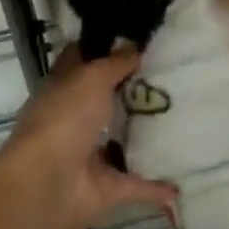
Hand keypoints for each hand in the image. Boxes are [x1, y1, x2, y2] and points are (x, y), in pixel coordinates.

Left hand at [0, 46, 178, 228]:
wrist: (47, 183)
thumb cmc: (64, 118)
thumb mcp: (91, 78)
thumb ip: (114, 64)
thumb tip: (133, 46)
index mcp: (62, 89)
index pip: (79, 62)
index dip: (100, 49)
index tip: (132, 40)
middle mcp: (72, 119)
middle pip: (102, 101)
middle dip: (129, 92)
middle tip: (168, 79)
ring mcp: (87, 155)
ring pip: (118, 142)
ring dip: (142, 137)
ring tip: (179, 124)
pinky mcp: (104, 188)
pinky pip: (134, 184)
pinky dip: (155, 187)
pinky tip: (180, 184)